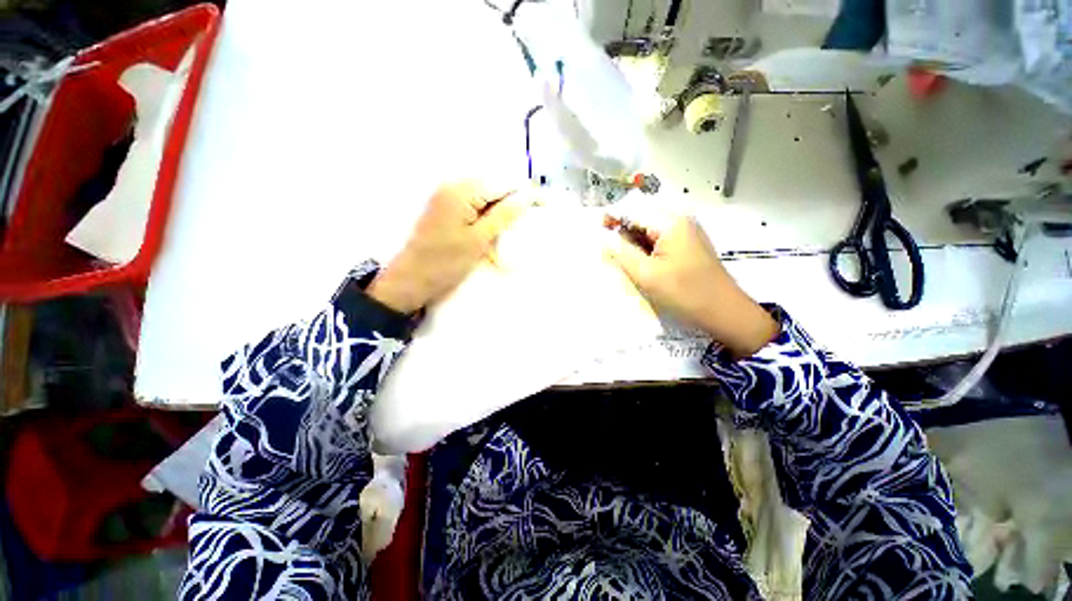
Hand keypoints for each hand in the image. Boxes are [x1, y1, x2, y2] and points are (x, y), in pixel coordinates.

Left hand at [368, 181, 527, 312]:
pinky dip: (486, 209)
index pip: (503, 182)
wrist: (409, 280)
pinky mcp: (442, 205)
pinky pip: (472, 199)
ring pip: (484, 191)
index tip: (546, 204)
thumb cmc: (444, 264)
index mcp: (461, 191)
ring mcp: (445, 194)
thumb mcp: (479, 240)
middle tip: (534, 214)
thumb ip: (505, 214)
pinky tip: (495, 223)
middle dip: (514, 196)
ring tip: (516, 221)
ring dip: (500, 203)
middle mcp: (452, 184)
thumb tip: (530, 194)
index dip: (526, 192)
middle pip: (494, 183)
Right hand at [605, 215, 778, 358]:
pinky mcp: (691, 244)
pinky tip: (647, 268)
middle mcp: (679, 218)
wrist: (726, 312)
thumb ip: (621, 252)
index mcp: (669, 220)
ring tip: (629, 265)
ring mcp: (688, 230)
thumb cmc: (687, 295)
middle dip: (623, 232)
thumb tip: (601, 236)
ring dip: (636, 242)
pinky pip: (663, 238)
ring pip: (651, 228)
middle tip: (612, 256)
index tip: (595, 238)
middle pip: (641, 215)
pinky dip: (650, 249)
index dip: (610, 220)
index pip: (630, 209)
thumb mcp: (648, 276)